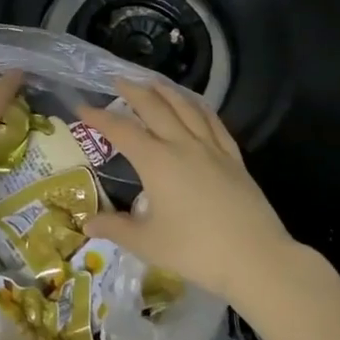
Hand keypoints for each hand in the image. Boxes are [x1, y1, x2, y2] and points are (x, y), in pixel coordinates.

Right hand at [80, 79, 295, 301]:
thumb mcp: (147, 243)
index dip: (99, 117)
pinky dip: (199, 107)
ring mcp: (211, 148)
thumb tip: (86, 223)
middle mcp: (182, 145)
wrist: (257, 258)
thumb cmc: (196, 250)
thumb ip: (115, 228)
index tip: (82, 107)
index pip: (121, 130)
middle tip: (118, 80)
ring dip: (166, 91)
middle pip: (154, 107)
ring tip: (152, 82)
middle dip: (133, 91)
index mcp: (156, 161)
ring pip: (185, 108)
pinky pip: (214, 122)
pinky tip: (195, 104)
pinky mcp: (233, 158)